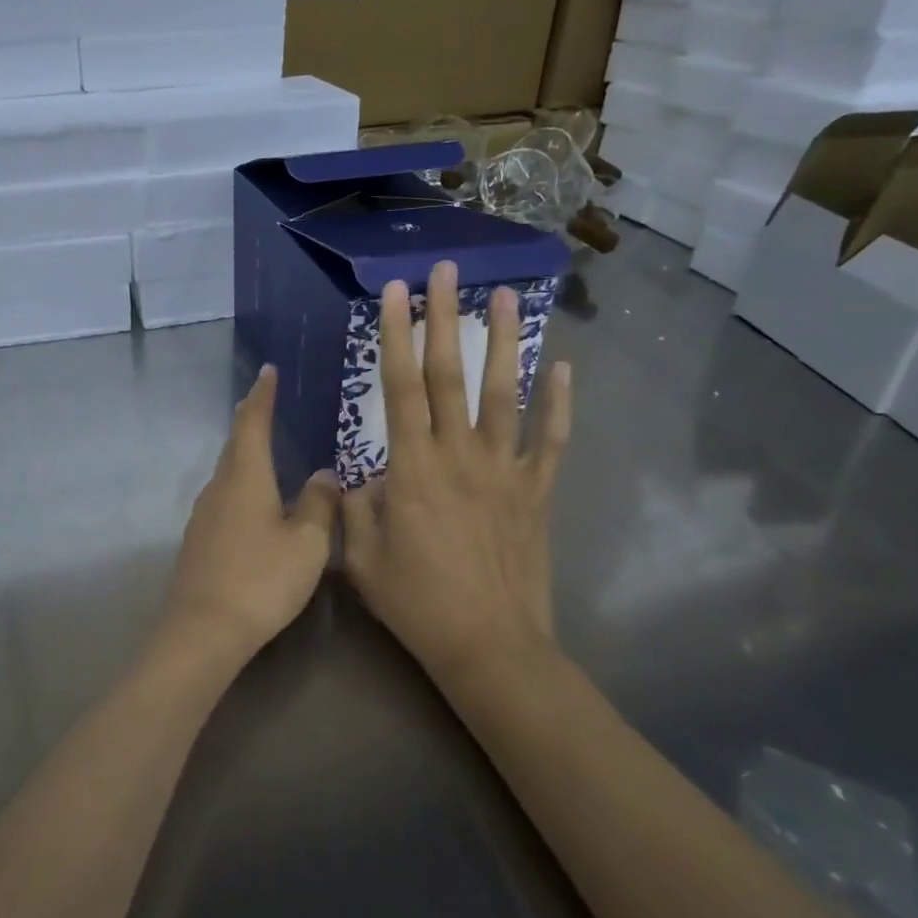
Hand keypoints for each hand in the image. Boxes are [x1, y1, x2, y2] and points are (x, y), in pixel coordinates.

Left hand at [160, 365, 337, 664]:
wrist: (203, 629)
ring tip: (266, 450)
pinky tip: (255, 503)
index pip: (252, 422)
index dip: (262, 395)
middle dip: (250, 421)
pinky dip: (241, 486)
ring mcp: (203, 514)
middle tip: (266, 404)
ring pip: (228, 473)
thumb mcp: (307, 544)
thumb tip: (325, 473)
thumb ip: (319, 504)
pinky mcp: (199, 540)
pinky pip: (223, 498)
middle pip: (235, 444)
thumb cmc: (261, 579)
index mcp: (245, 477)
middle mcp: (219, 487)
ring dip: (245, 455)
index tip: (267, 372)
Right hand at [341, 261, 572, 684]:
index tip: (395, 292)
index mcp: (412, 467)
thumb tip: (359, 477)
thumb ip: (354, 508)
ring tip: (506, 296)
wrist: (489, 646)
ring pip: (505, 394)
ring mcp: (504, 471)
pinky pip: (549, 441)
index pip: (401, 386)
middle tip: (446, 270)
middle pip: (450, 375)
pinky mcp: (535, 492)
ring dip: (504, 342)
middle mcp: (459, 455)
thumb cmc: (416, 602)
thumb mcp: (360, 558)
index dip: (396, 335)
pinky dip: (559, 403)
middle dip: (446, 317)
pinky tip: (563, 367)